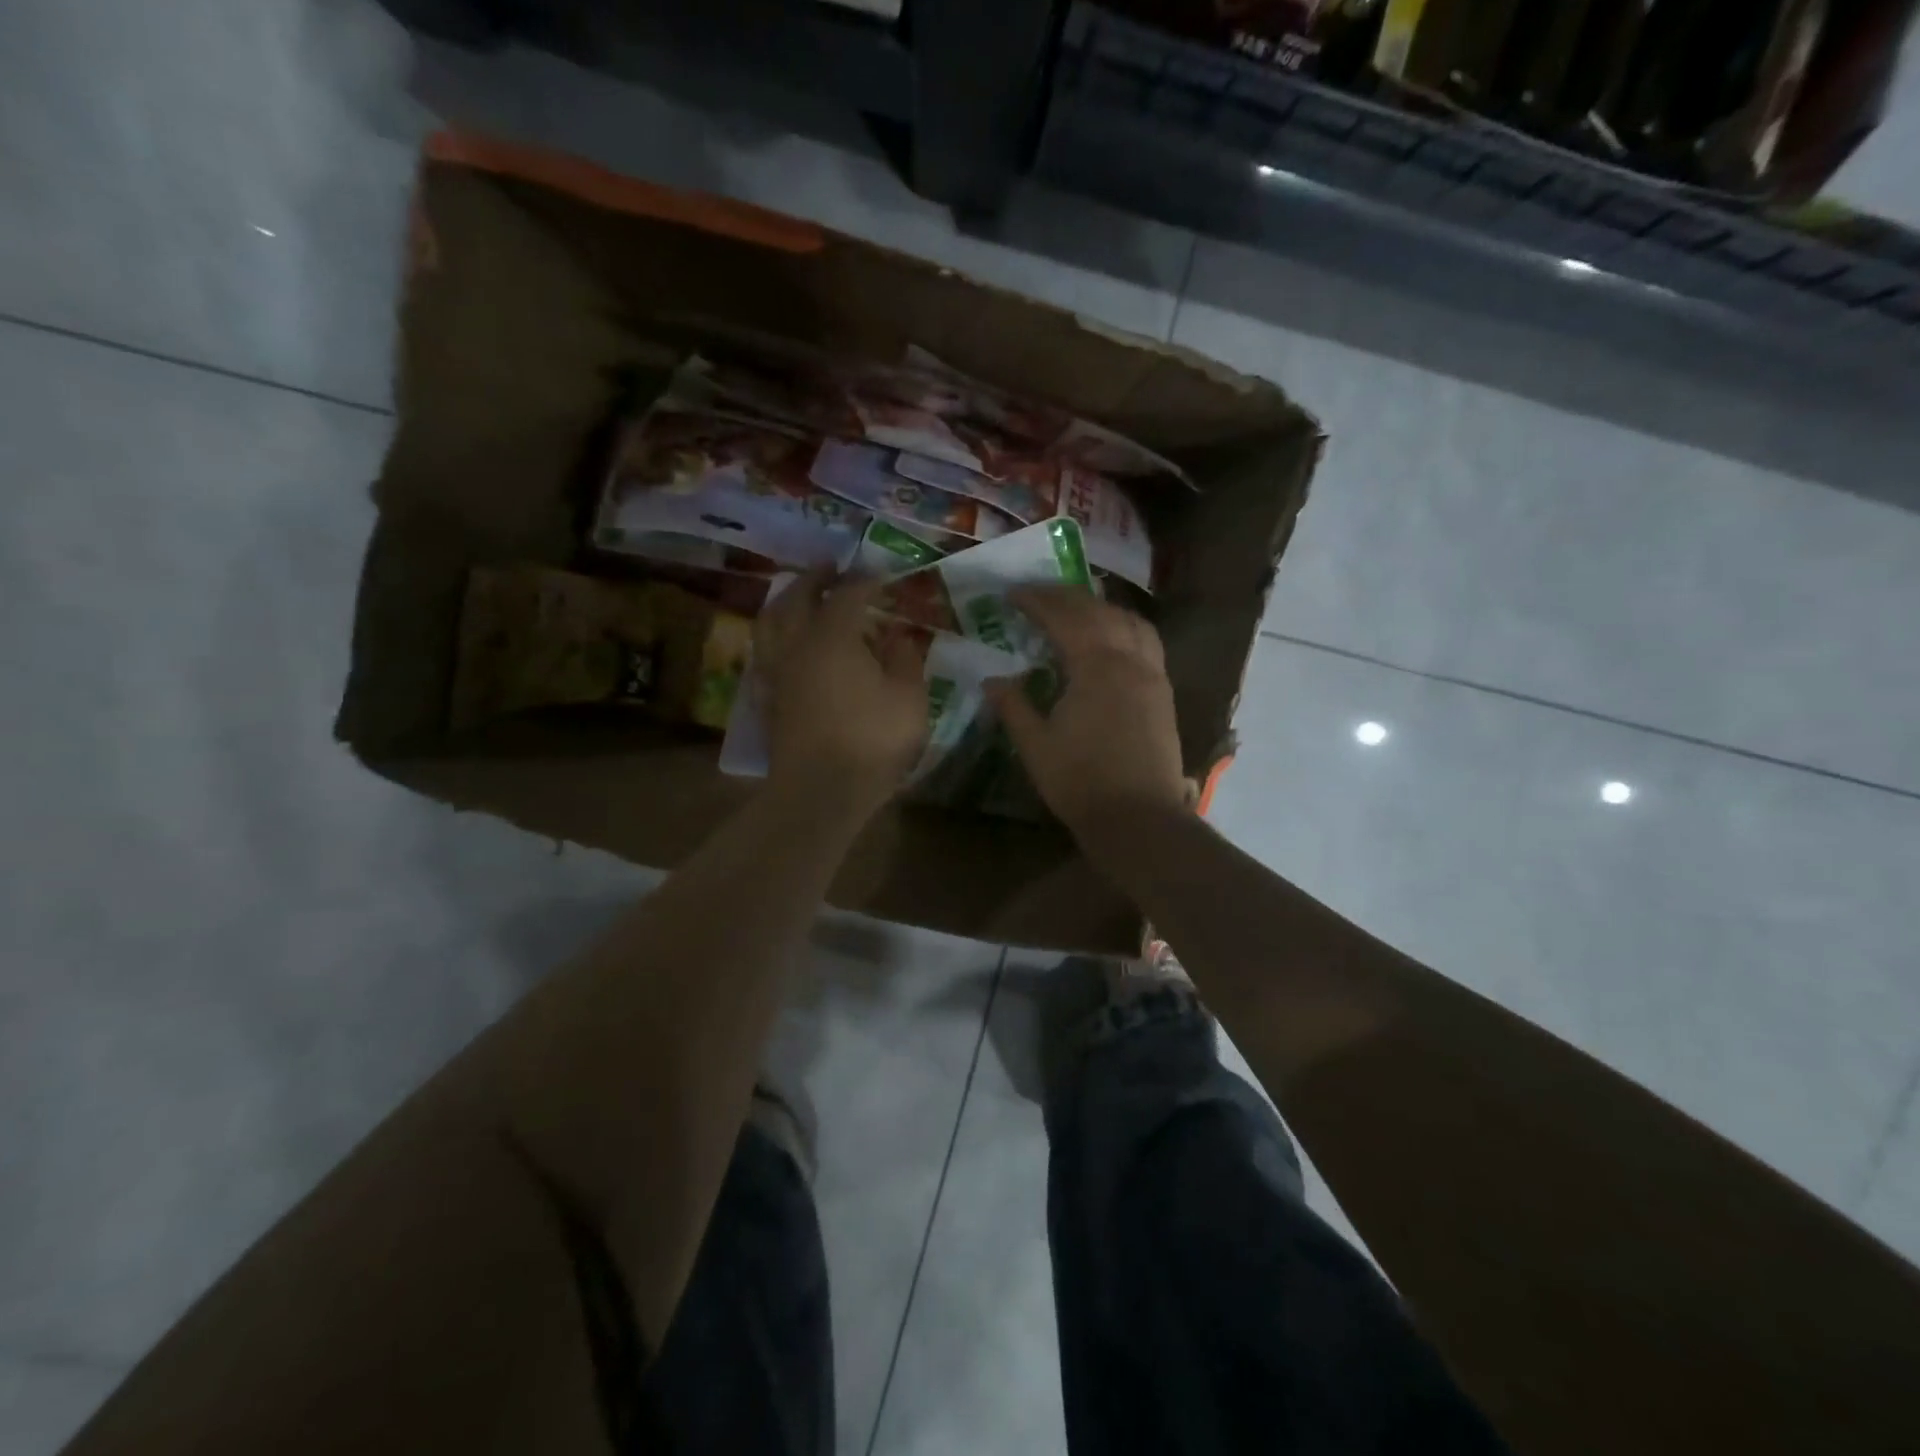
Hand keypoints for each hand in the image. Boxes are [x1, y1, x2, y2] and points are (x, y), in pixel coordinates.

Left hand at [753, 570, 928, 813]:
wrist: (820, 792)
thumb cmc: (872, 741)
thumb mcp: (908, 698)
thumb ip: (905, 658)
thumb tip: (898, 634)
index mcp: (833, 637)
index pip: (848, 594)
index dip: (865, 580)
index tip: (880, 576)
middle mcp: (797, 644)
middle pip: (798, 597)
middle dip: (815, 578)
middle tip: (830, 568)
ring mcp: (776, 672)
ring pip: (770, 622)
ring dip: (785, 602)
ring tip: (798, 597)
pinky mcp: (767, 698)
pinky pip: (764, 654)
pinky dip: (774, 638)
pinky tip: (784, 645)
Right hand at [983, 587, 1189, 835]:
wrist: (1139, 819)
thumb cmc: (1081, 782)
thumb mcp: (1035, 746)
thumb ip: (1014, 706)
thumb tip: (992, 680)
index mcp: (1096, 666)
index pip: (1064, 618)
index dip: (1037, 601)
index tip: (1012, 594)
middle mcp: (1129, 660)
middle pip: (1099, 612)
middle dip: (1067, 598)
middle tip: (1039, 595)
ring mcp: (1153, 675)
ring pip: (1131, 622)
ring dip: (1102, 608)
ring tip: (1078, 611)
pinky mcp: (1164, 694)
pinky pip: (1147, 642)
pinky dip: (1125, 628)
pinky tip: (1113, 642)